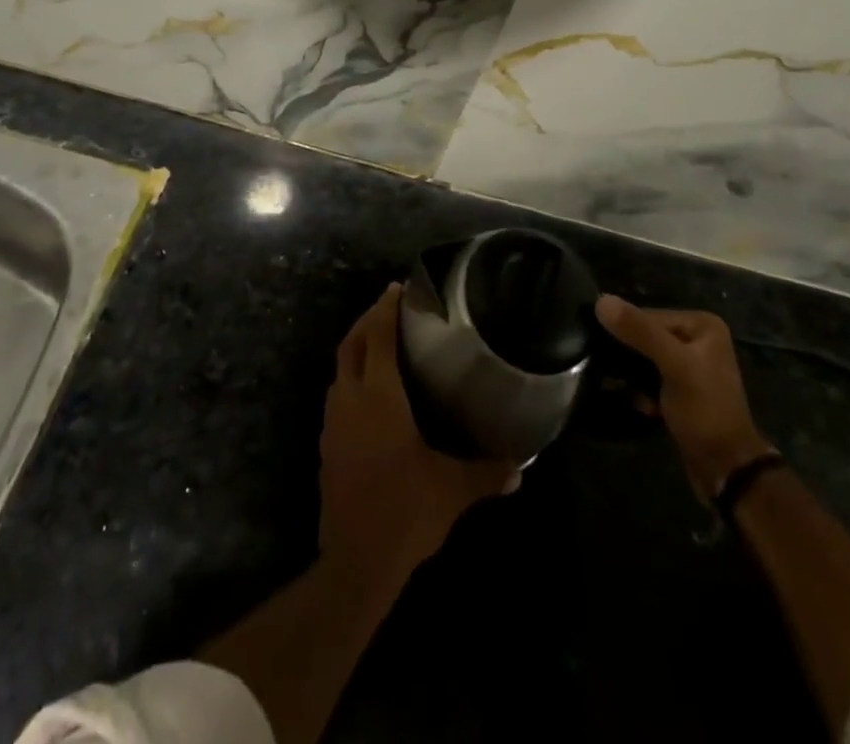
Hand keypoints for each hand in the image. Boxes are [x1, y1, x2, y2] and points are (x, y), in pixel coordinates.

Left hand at [319, 284, 518, 589]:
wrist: (355, 561)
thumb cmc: (405, 511)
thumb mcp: (452, 489)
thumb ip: (487, 472)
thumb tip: (522, 465)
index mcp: (378, 397)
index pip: (378, 337)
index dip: (386, 309)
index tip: (397, 288)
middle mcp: (350, 399)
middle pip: (352, 343)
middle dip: (368, 319)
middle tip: (389, 306)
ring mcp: (333, 422)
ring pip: (340, 367)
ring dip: (357, 346)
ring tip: (380, 341)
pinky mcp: (326, 443)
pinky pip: (336, 393)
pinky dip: (351, 376)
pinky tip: (369, 390)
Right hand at [596, 296, 772, 501]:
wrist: (726, 470)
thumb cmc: (705, 411)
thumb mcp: (674, 366)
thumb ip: (640, 332)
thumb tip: (601, 300)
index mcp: (702, 324)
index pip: (649, 315)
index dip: (626, 332)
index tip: (605, 350)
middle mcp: (697, 339)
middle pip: (645, 335)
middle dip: (629, 356)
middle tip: (610, 371)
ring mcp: (689, 365)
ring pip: (644, 358)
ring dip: (632, 375)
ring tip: (625, 389)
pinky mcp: (680, 389)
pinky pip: (649, 378)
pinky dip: (641, 390)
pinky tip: (643, 405)